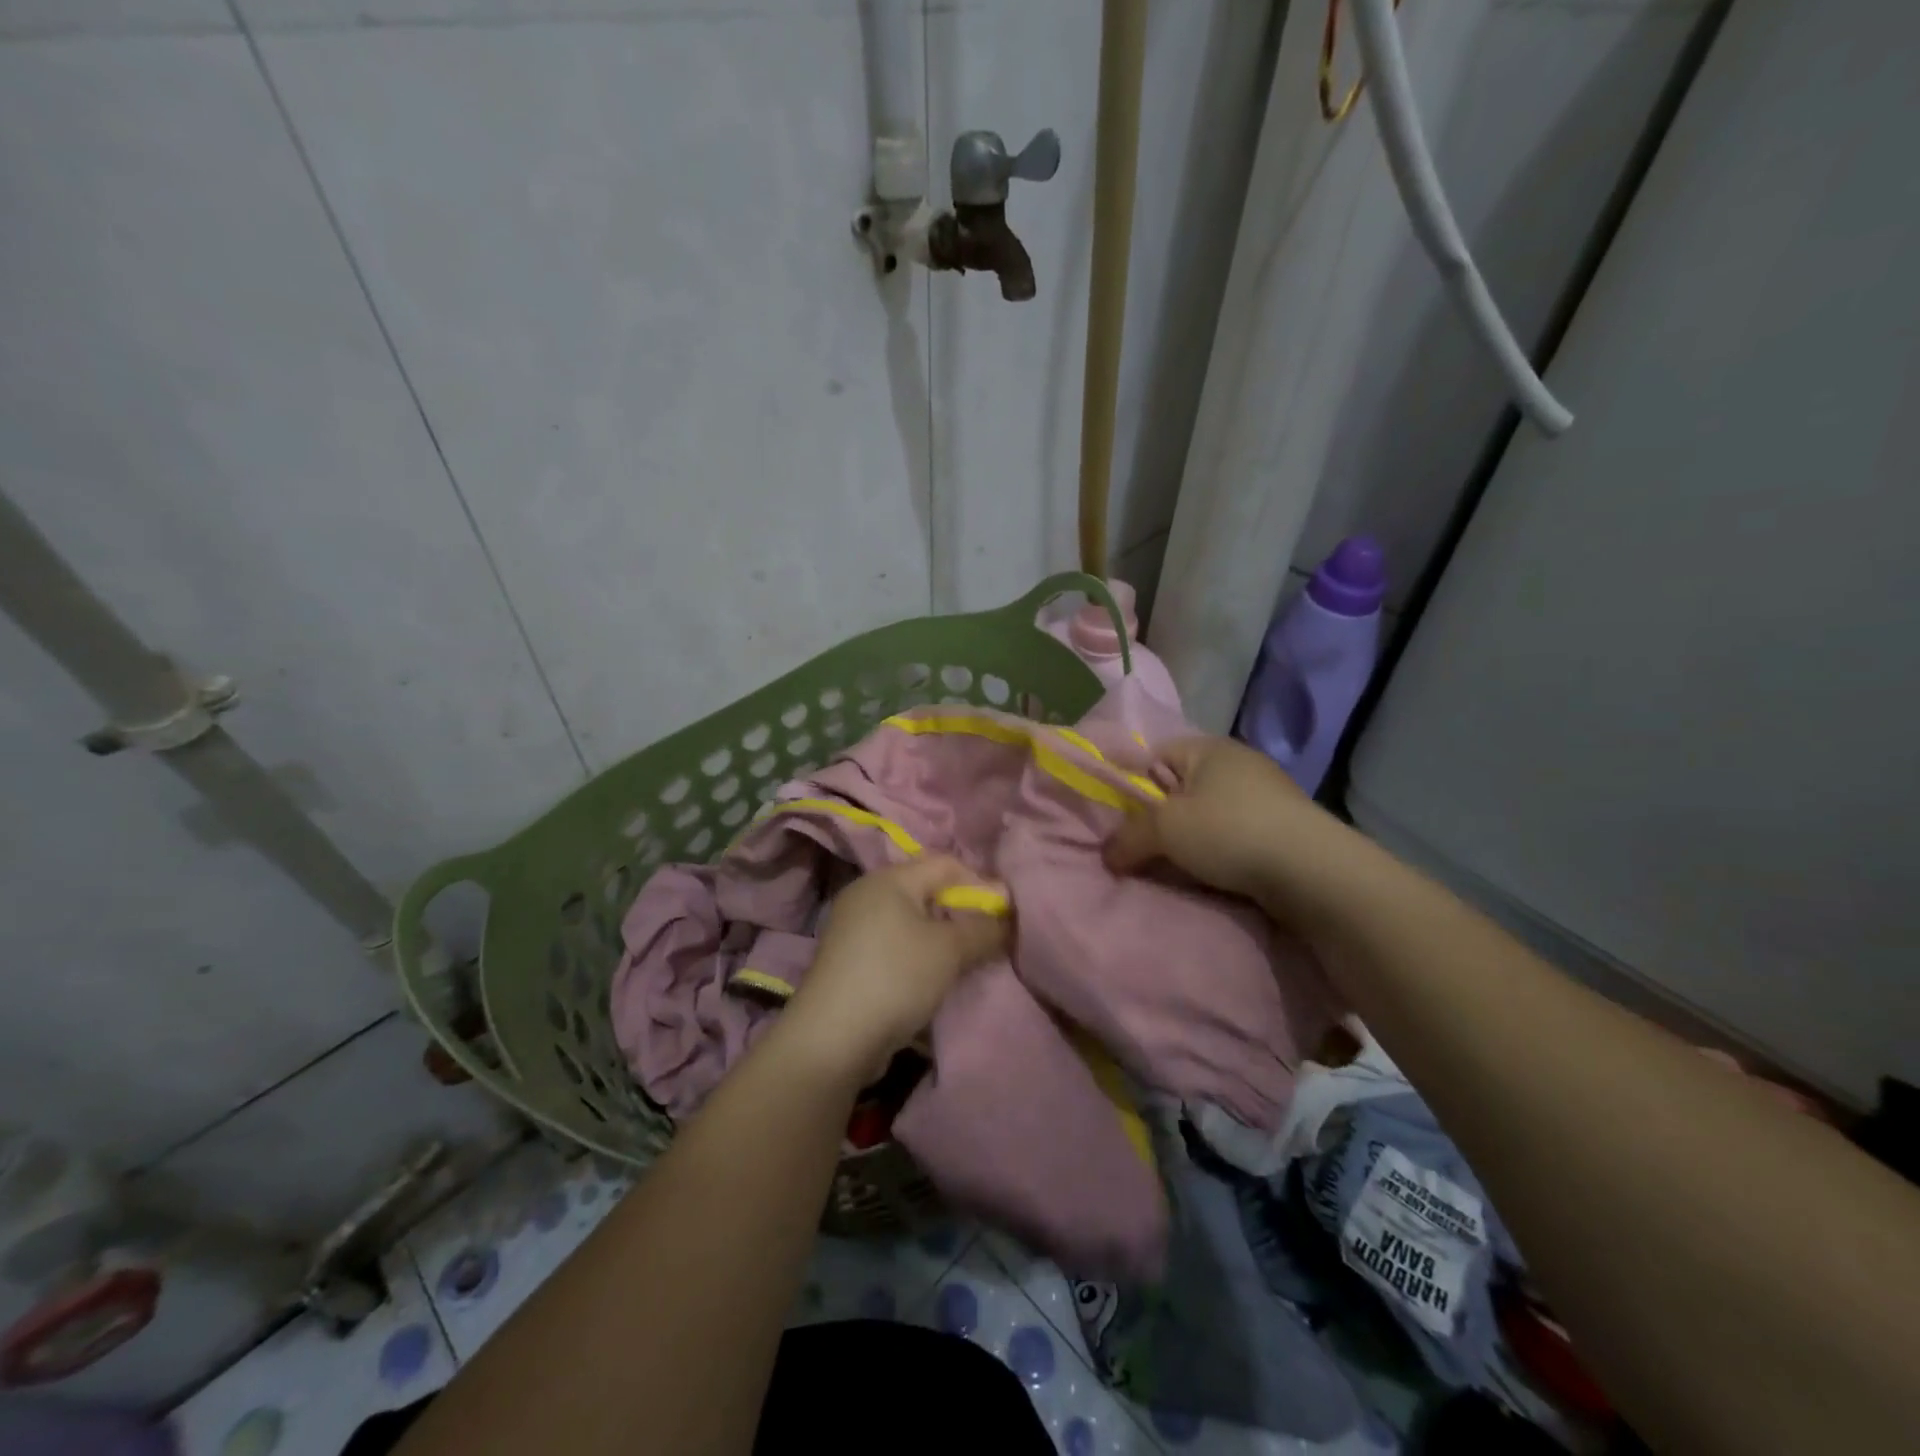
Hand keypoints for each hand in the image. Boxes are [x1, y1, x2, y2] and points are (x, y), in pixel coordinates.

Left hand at [781, 856, 1008, 1084]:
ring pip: (911, 920)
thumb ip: (984, 929)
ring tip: (963, 963)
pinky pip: (895, 945)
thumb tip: (1007, 918)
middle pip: (927, 890)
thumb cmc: (896, 977)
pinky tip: (931, 981)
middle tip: (987, 940)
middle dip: (961, 913)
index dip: (980, 883)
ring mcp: (853, 927)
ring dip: (941, 938)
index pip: (946, 863)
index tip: (1004, 916)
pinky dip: (918, 956)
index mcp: (889, 878)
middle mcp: (867, 894)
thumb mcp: (950, 951)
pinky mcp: (849, 959)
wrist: (832, 1039)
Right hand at [1104, 735, 1339, 909]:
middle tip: (1143, 848)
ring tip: (1176, 867)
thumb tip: (1107, 855)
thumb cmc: (1230, 832)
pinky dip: (1219, 854)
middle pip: (1181, 787)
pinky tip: (1212, 875)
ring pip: (1208, 815)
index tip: (1123, 820)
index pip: (1156, 754)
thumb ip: (1127, 838)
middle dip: (1161, 818)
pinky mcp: (1284, 828)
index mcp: (1209, 748)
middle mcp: (1239, 764)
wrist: (1313, 873)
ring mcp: (1266, 796)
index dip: (1134, 783)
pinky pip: (1234, 836)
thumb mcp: (1165, 829)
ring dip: (1190, 841)